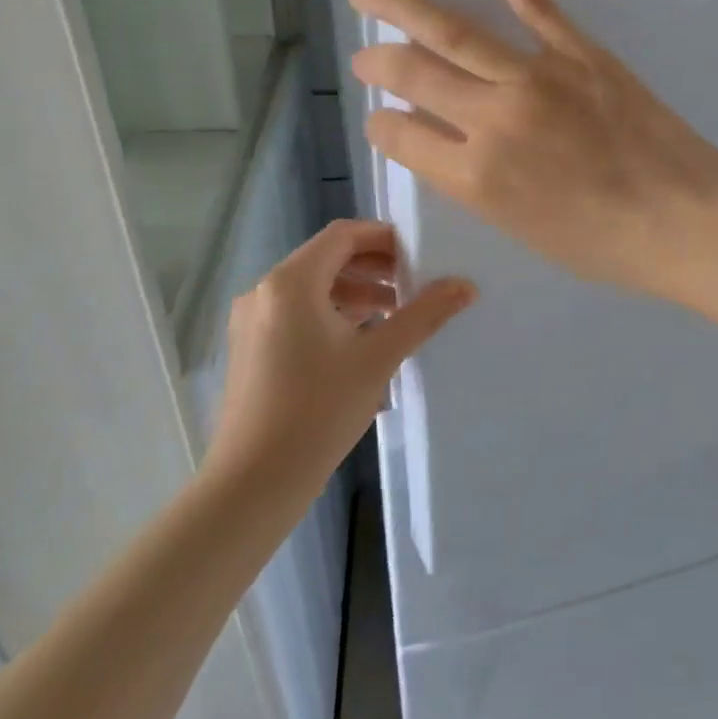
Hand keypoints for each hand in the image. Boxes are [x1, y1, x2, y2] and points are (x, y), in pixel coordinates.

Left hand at [206, 220, 473, 496]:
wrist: (254, 483)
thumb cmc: (318, 410)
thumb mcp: (379, 357)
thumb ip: (423, 315)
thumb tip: (466, 285)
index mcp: (291, 282)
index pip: (343, 235)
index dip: (384, 237)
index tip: (420, 254)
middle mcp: (265, 291)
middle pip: (327, 258)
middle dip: (374, 266)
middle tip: (415, 283)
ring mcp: (253, 322)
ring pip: (313, 288)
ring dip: (356, 292)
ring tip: (397, 313)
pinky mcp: (251, 349)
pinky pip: (298, 313)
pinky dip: (333, 314)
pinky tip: (363, 340)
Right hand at [346, 0, 717, 301]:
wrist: (686, 220)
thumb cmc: (606, 245)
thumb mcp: (523, 230)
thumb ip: (476, 185)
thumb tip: (443, 143)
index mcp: (474, 177)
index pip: (399, 135)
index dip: (382, 125)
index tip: (384, 119)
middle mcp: (491, 119)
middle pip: (411, 74)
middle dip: (376, 63)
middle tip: (363, 56)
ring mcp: (535, 77)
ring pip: (452, 31)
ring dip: (401, 5)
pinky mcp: (579, 52)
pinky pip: (532, 2)